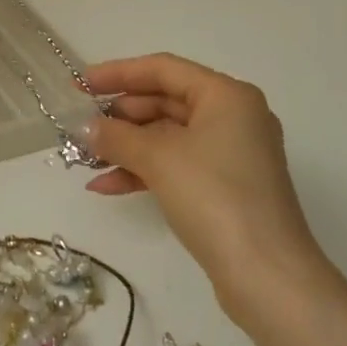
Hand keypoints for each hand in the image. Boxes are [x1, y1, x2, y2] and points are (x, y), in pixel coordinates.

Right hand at [84, 54, 330, 313]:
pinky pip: (176, 165)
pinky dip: (143, 171)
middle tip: (80, 125)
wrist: (266, 275)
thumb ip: (116, 136)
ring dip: (126, 146)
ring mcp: (231, 155)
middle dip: (120, 115)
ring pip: (168, 137)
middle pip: (166, 101)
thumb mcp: (158, 159)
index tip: (80, 84)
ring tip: (85, 158)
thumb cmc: (215, 197)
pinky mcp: (225, 188)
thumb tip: (84, 128)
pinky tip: (106, 186)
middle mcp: (233, 117)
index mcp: (227, 96)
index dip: (118, 73)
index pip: (163, 69)